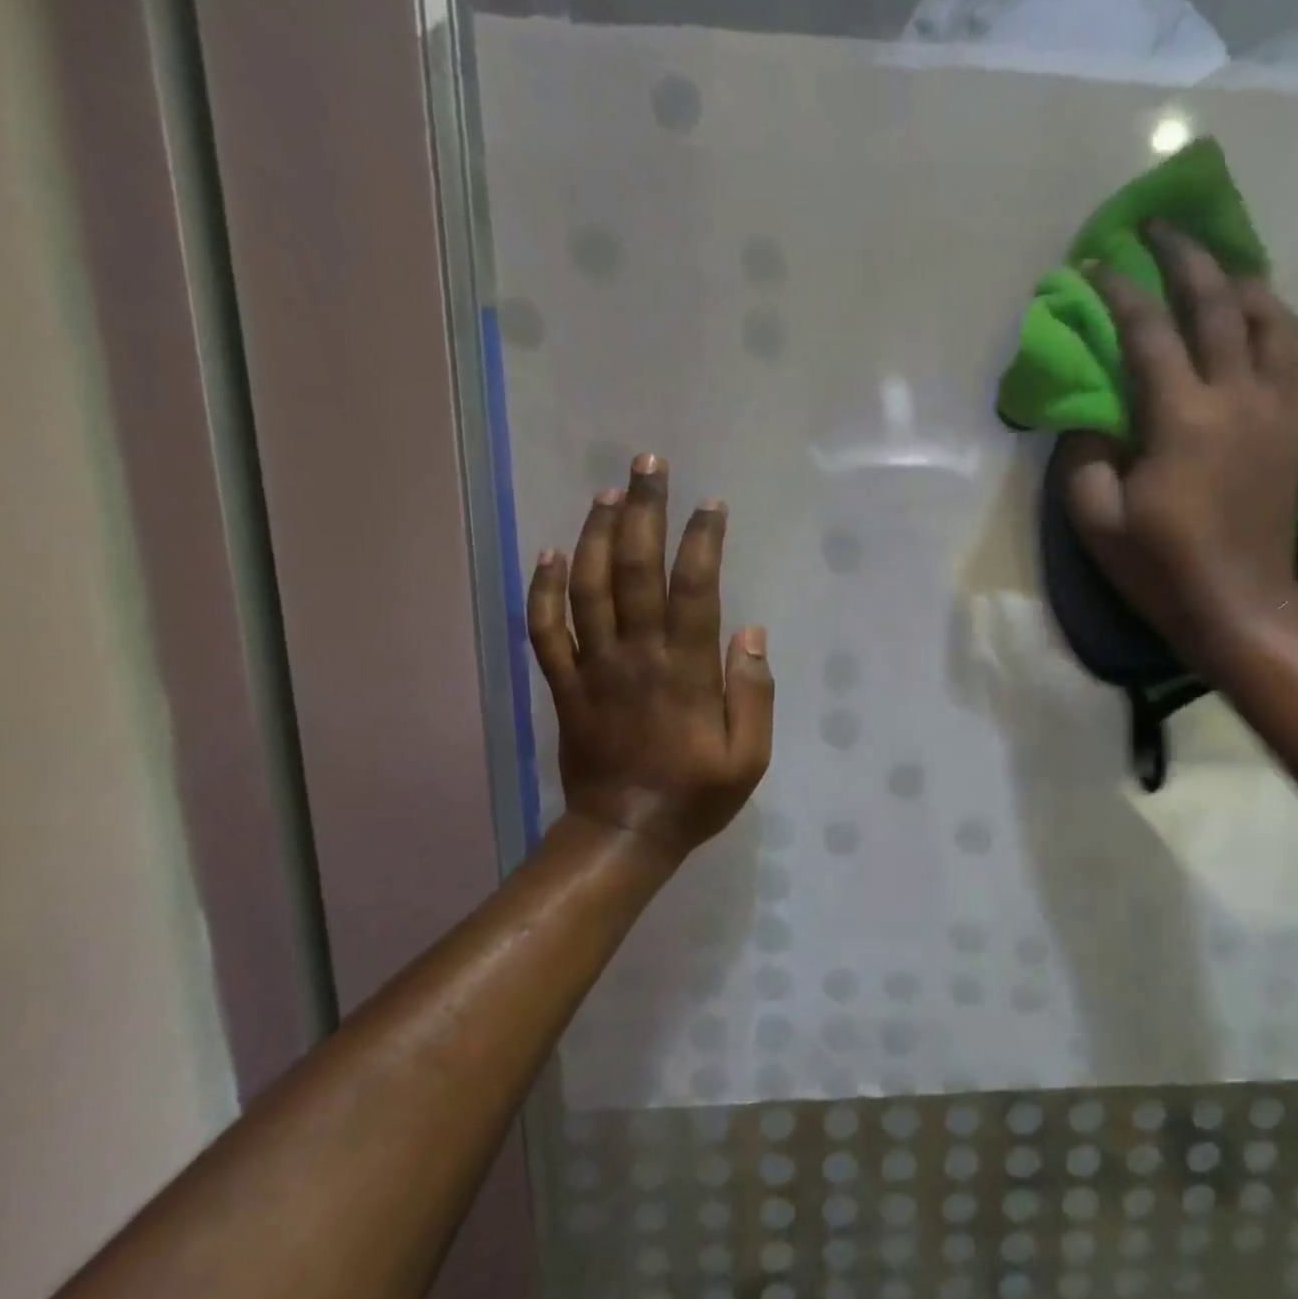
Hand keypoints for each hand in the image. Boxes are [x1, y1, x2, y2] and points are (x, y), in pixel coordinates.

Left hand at [527, 454, 773, 859]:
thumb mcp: (750, 757)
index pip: (694, 589)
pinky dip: (543, 588)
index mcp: (685, 672)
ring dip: (595, 534)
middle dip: (643, 512)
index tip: (711, 504)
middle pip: (634, 570)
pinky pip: (545, 629)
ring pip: (586, 586)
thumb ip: (753, 693)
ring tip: (607, 492)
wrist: (624, 833)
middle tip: (649, 465)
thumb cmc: (696, 795)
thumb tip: (751, 631)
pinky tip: (551, 552)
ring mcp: (593, 668)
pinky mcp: (564, 685)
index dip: (702, 541)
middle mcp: (635, 656)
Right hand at [1060, 222, 1297, 661]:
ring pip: (1274, 321)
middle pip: (1218, 303)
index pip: (1149, 332)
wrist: (1239, 607)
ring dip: (1244, 282)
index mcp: (1182, 418)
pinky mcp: (1297, 433)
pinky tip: (1266, 332)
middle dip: (1186, 256)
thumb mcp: (1098, 522)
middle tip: (1162, 226)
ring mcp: (1277, 412)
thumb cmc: (1162, 568)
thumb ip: (1084, 457)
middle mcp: (1238, 397)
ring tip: (1222, 269)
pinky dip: (1282, 333)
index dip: (1119, 291)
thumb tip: (1087, 414)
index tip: (1096, 261)